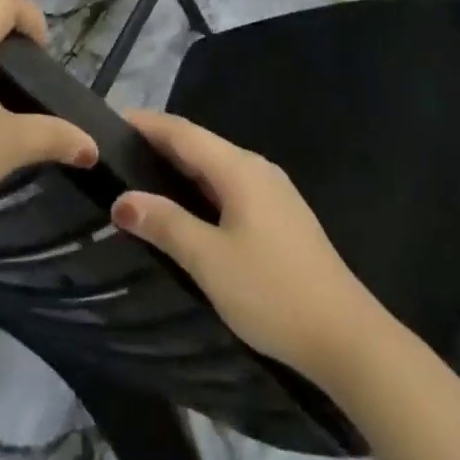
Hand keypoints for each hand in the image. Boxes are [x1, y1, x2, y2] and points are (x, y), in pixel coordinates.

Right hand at [111, 110, 385, 382]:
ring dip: (180, 167)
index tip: (111, 121)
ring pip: (216, 166)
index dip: (146, 123)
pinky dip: (200, 187)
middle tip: (117, 153)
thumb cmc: (273, 292)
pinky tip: (187, 208)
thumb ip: (165, 224)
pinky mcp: (281, 216)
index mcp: (238, 167)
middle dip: (159, 144)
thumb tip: (122, 200)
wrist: (348, 338)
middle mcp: (256, 167)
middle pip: (199, 144)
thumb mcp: (210, 261)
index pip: (182, 131)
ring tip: (143, 177)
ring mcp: (273, 191)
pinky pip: (230, 186)